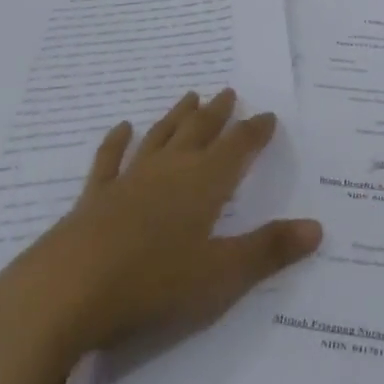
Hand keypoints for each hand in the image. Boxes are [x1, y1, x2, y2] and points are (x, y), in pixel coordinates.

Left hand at [0, 91, 320, 383]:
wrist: (66, 292)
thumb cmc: (153, 285)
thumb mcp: (221, 276)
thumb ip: (268, 251)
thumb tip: (317, 227)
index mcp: (204, 184)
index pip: (238, 147)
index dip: (255, 131)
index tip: (268, 115)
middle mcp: (171, 170)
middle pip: (200, 131)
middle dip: (218, 113)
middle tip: (228, 92)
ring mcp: (130, 179)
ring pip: (161, 136)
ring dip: (178, 116)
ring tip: (190, 95)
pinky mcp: (95, 197)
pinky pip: (110, 160)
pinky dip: (117, 142)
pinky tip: (122, 127)